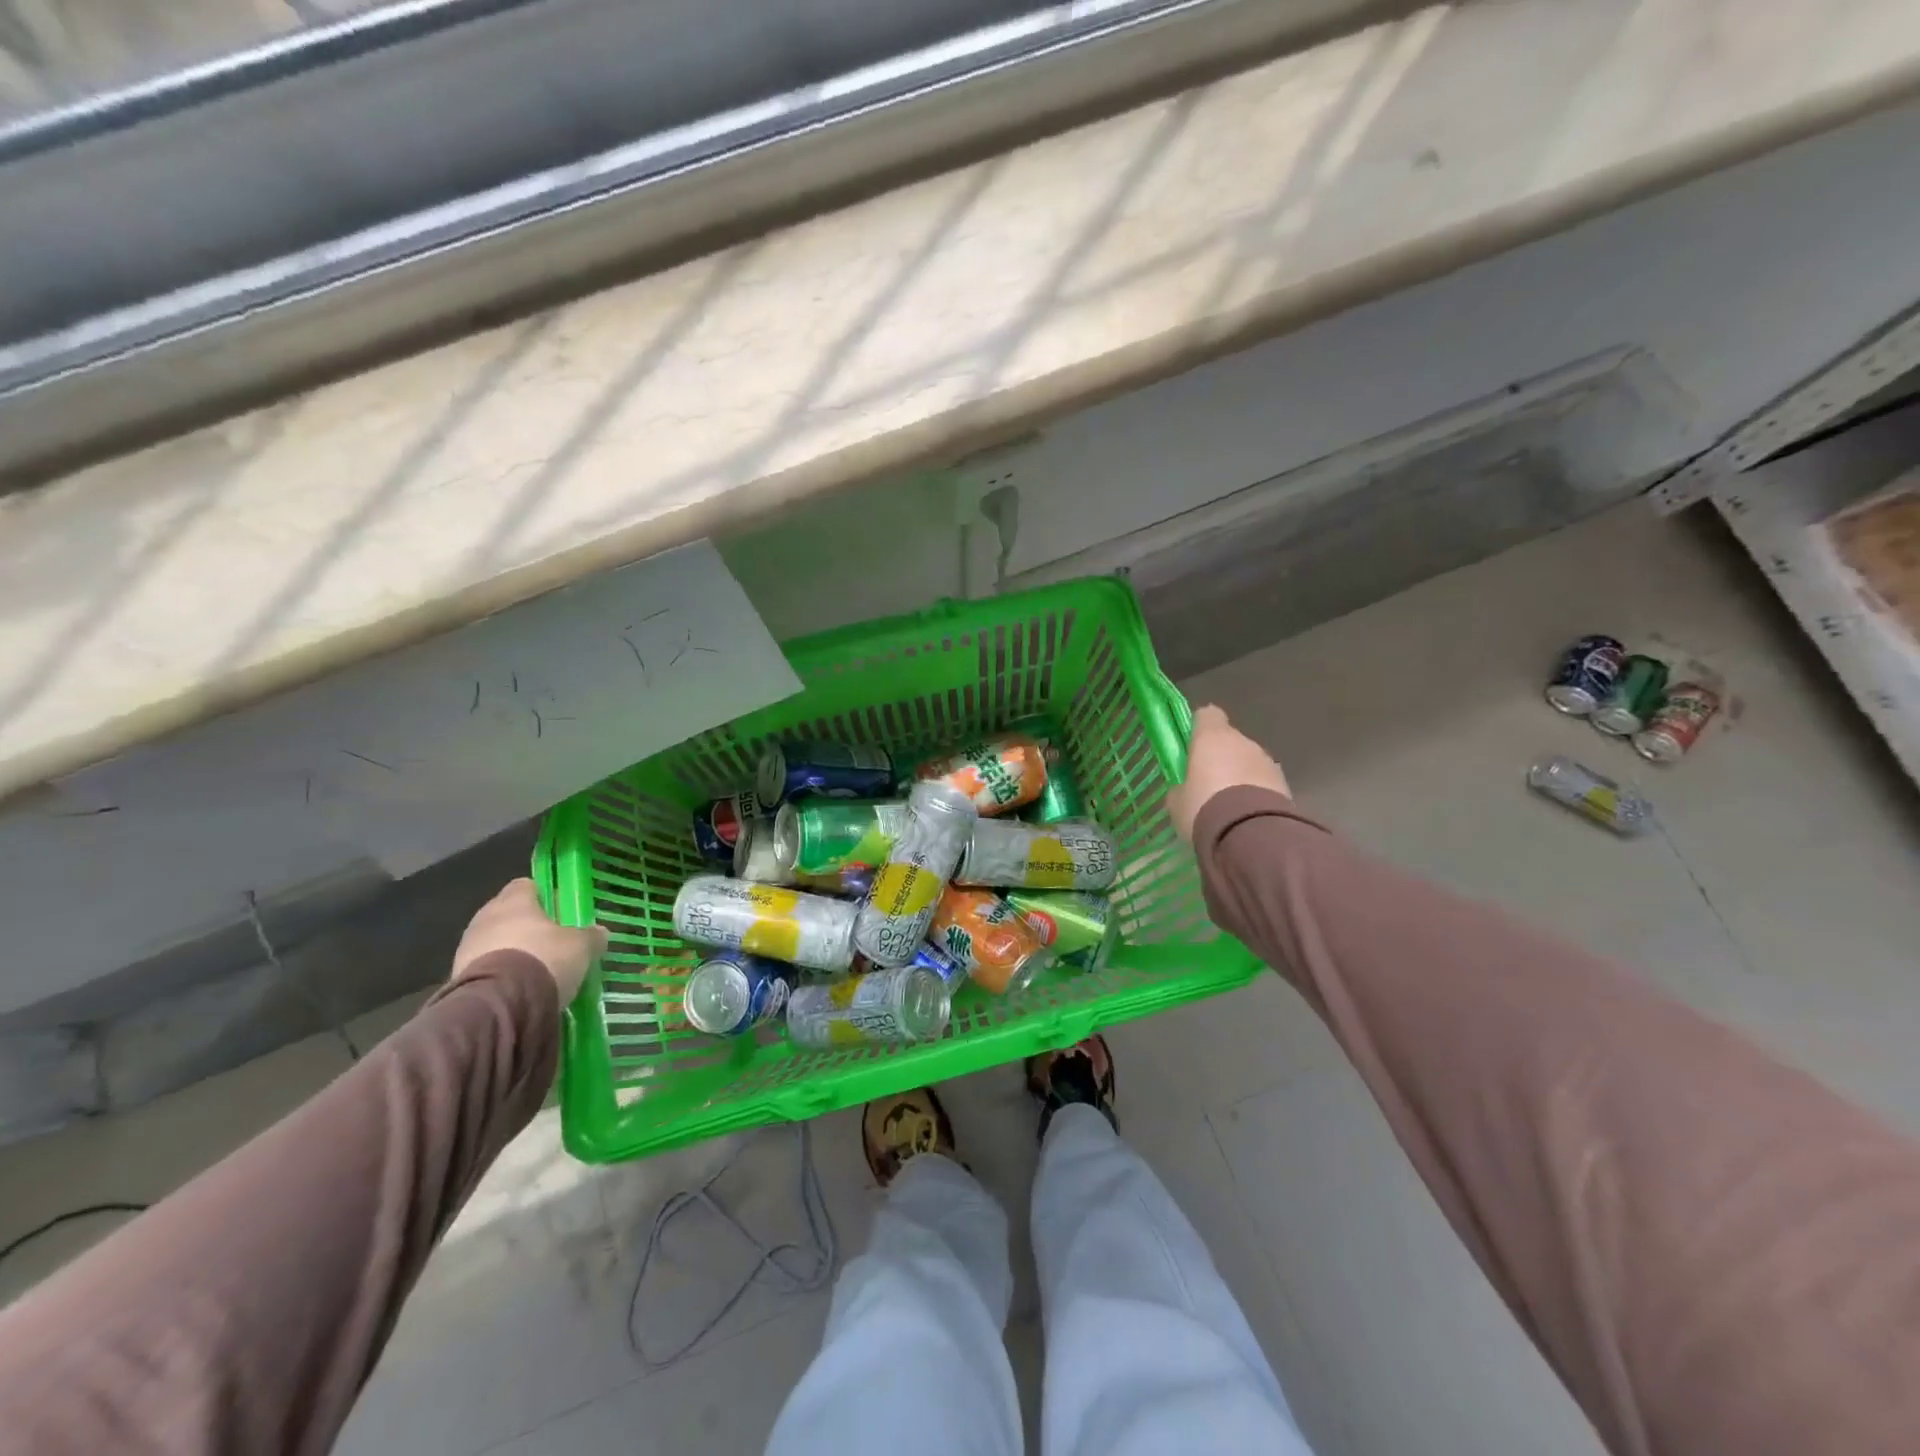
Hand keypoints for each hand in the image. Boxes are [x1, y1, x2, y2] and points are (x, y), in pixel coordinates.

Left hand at [453, 879, 607, 1005]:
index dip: (543, 895)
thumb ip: (591, 936)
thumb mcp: (581, 947)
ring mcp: (467, 948)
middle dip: (526, 925)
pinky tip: (517, 988)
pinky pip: (485, 967)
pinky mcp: (457, 978)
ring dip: (510, 950)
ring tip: (535, 969)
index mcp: (514, 901)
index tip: (559, 909)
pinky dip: (500, 974)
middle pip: (507, 913)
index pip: (526, 885)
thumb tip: (600, 932)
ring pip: (494, 941)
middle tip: (550, 940)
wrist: (499, 1005)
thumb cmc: (543, 959)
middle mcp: (485, 917)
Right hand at [1166, 705, 1291, 842]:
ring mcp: (1267, 761)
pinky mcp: (1284, 784)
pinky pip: (1263, 783)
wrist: (1249, 835)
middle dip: (1220, 758)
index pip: (1207, 715)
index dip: (1199, 728)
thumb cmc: (1203, 807)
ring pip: (1248, 762)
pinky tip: (1245, 816)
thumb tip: (1185, 788)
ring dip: (1240, 777)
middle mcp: (1242, 741)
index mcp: (1212, 737)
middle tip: (1207, 785)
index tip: (1191, 747)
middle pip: (1229, 741)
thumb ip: (1181, 787)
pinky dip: (1255, 793)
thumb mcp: (1178, 801)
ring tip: (1228, 806)